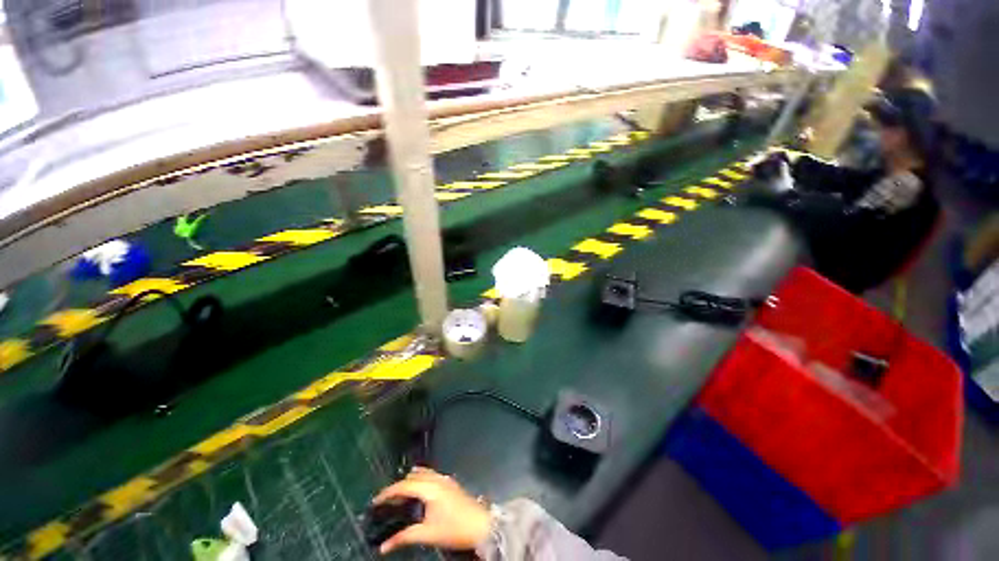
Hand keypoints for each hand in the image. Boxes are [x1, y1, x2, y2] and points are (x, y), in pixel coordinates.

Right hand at [372, 467, 491, 554]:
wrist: (480, 524)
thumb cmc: (454, 528)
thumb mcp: (427, 534)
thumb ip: (404, 537)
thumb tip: (383, 546)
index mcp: (429, 487)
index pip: (404, 485)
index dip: (388, 492)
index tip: (375, 501)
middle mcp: (437, 479)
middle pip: (413, 477)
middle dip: (398, 486)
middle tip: (386, 500)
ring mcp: (445, 479)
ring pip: (423, 473)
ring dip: (410, 481)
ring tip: (400, 495)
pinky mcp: (451, 483)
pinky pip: (431, 475)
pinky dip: (421, 480)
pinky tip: (419, 492)